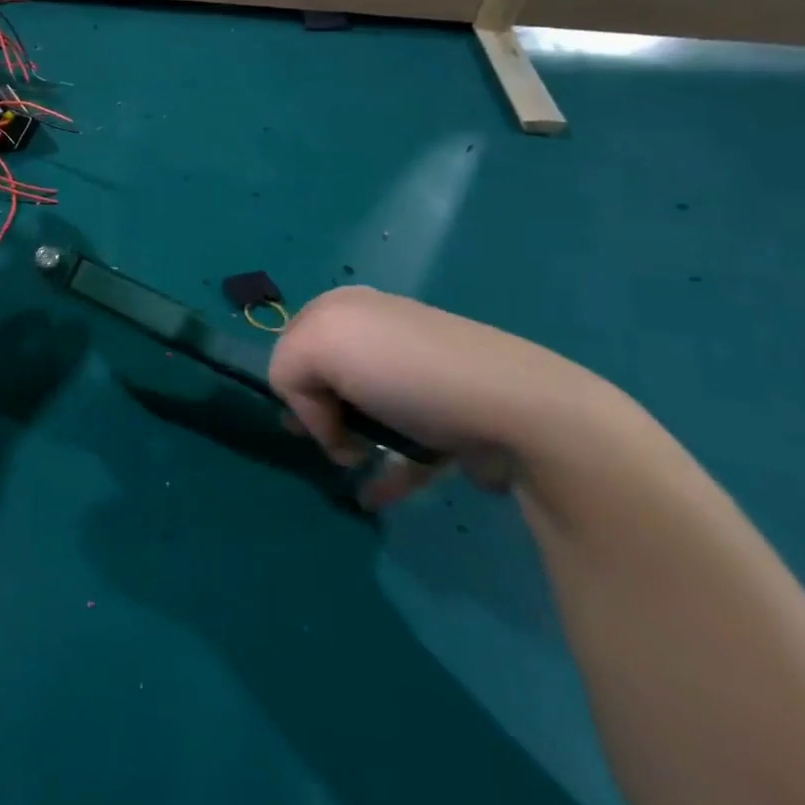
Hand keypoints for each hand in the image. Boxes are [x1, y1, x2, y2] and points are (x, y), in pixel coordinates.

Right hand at [268, 286, 622, 508]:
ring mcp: (416, 375)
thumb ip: (286, 370)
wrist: (518, 410)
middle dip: (319, 416)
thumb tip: (317, 416)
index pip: (291, 346)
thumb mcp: (318, 348)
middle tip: (333, 444)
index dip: (293, 385)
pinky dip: (386, 471)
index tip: (309, 418)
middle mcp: (377, 332)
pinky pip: (402, 444)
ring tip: (356, 474)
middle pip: (325, 379)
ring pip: (362, 413)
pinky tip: (377, 496)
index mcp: (345, 308)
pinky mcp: (447, 416)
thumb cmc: (406, 373)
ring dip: (350, 445)